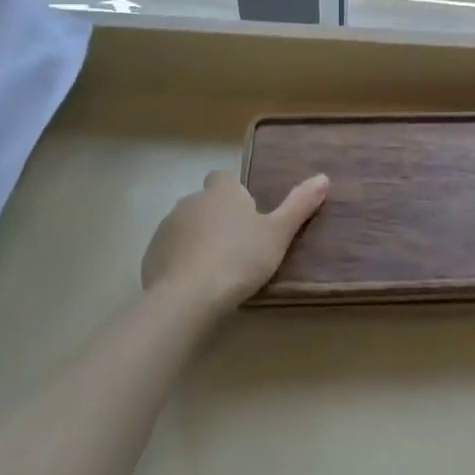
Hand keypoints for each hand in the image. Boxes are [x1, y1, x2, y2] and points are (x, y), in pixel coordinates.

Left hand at [142, 170, 328, 313]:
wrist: (188, 297)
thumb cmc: (240, 258)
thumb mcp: (278, 233)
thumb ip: (299, 205)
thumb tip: (323, 177)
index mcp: (222, 192)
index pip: (224, 178)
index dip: (234, 193)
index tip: (247, 214)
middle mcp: (191, 201)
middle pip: (205, 202)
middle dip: (216, 217)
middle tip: (237, 245)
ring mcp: (167, 228)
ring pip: (186, 226)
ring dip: (197, 239)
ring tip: (216, 268)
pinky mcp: (150, 256)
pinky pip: (170, 251)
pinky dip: (180, 261)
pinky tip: (194, 283)